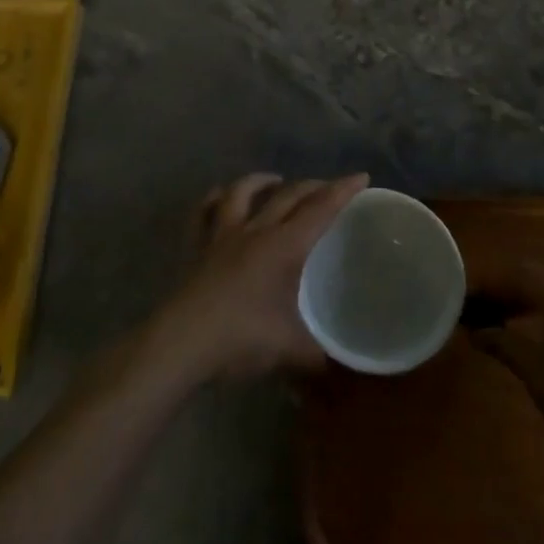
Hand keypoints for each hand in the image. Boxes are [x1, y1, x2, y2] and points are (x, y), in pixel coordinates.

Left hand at [149, 173, 369, 383]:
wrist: (182, 343)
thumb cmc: (241, 339)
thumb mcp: (290, 350)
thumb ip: (318, 356)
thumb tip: (338, 367)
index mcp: (283, 247)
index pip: (320, 210)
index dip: (342, 191)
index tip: (361, 177)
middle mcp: (255, 231)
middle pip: (287, 196)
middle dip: (312, 186)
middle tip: (328, 187)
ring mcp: (222, 236)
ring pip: (242, 193)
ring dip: (261, 182)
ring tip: (274, 180)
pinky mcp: (198, 248)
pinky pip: (204, 213)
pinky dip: (214, 199)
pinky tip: (219, 197)